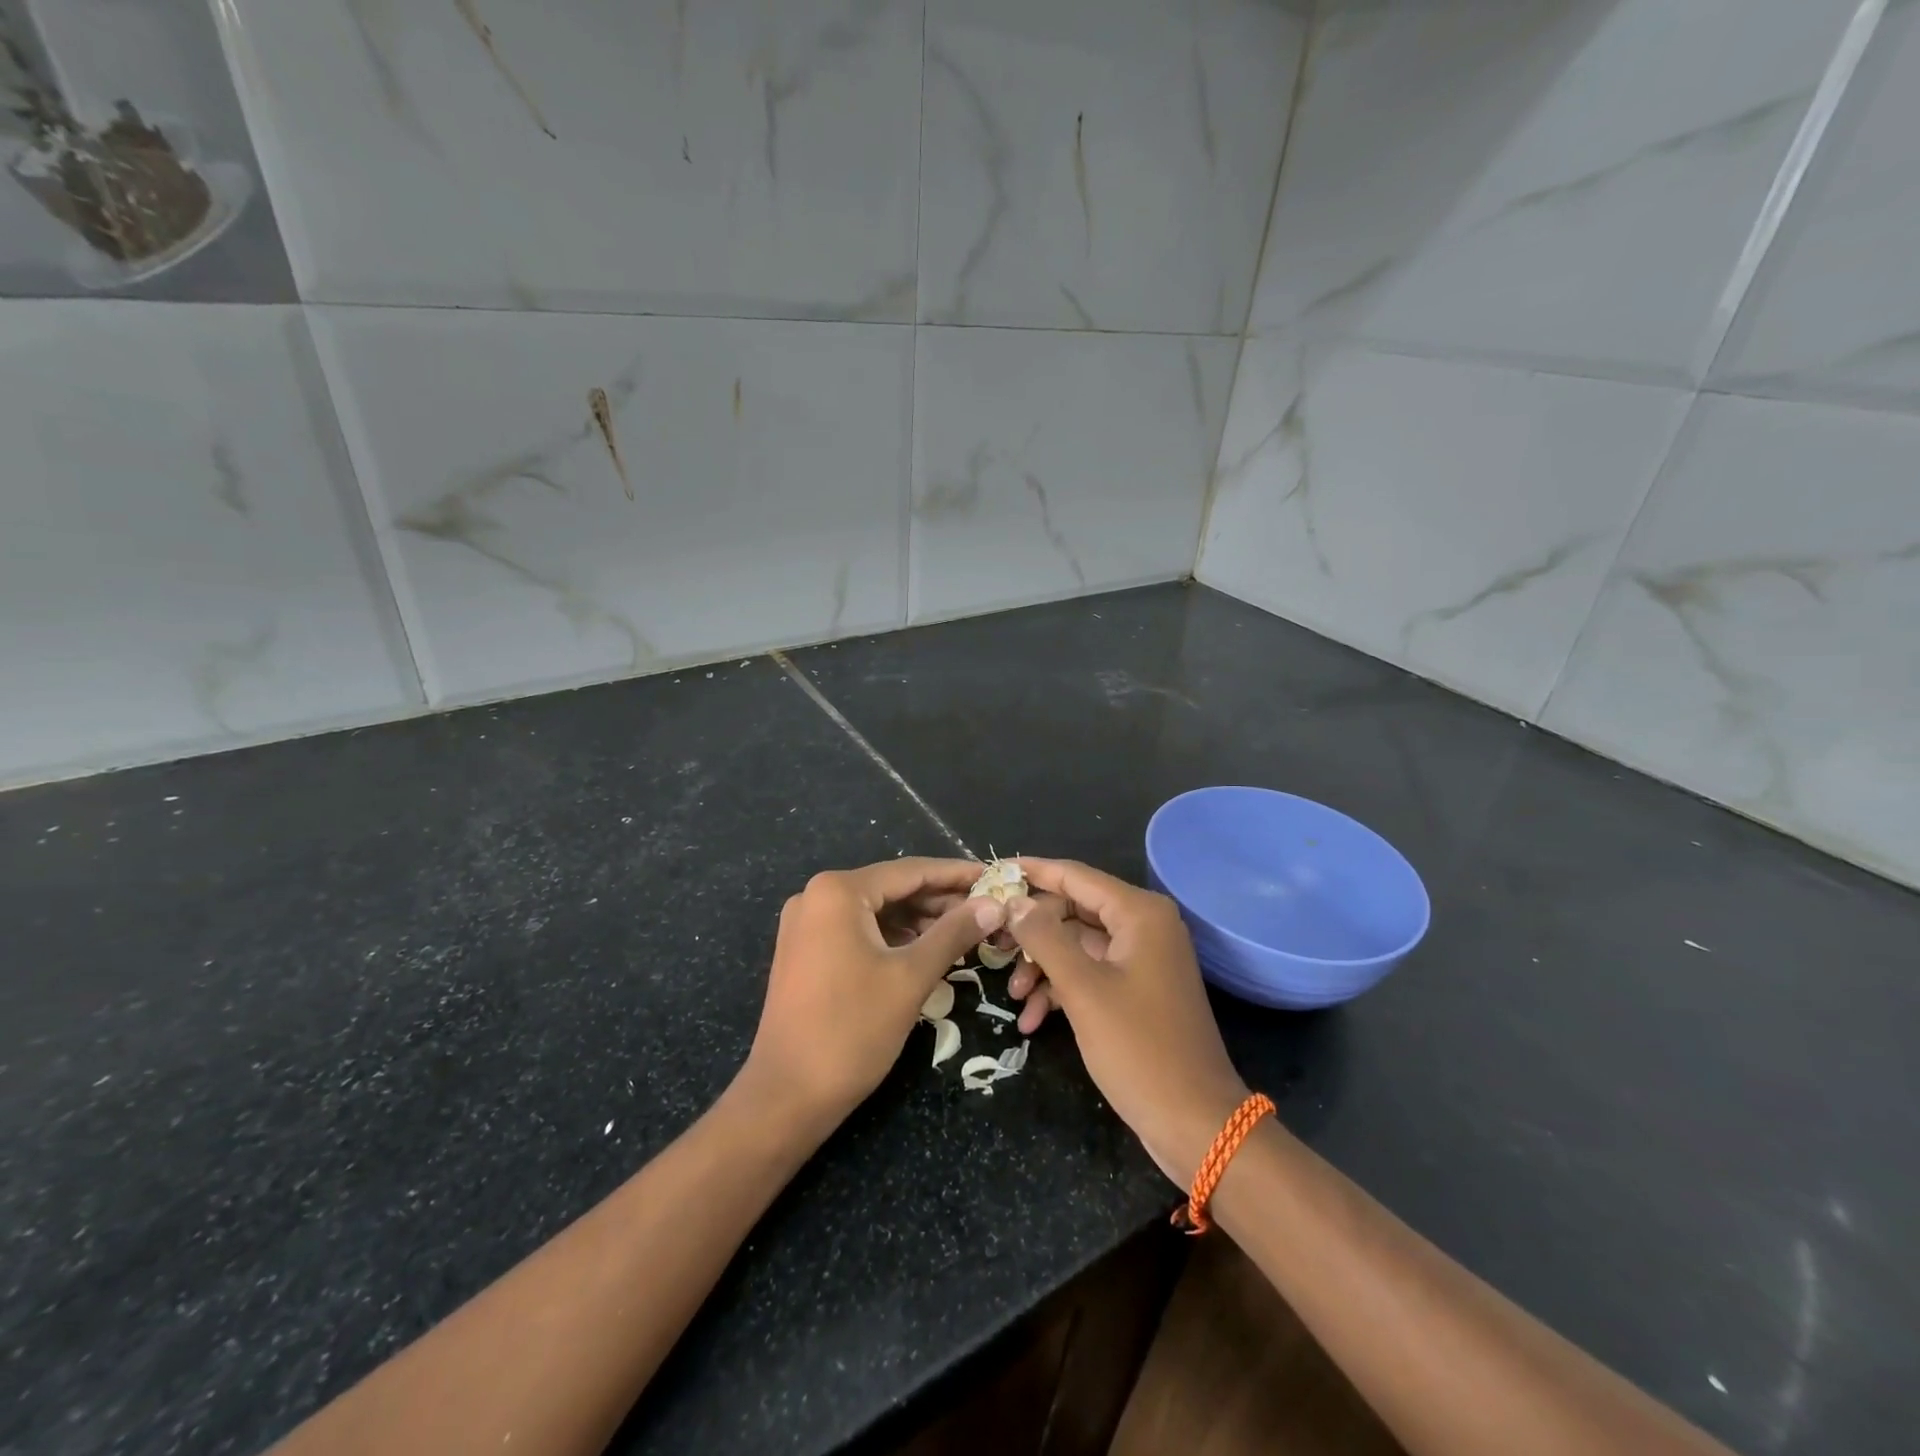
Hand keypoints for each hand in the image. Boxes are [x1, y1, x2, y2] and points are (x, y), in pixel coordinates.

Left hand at [742, 858, 1004, 1129]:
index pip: (910, 871)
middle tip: (987, 909)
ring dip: (919, 919)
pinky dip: (893, 936)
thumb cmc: (852, 1030)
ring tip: (965, 930)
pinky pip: (858, 929)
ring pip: (876, 910)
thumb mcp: (911, 977)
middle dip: (939, 899)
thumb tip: (994, 904)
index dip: (956, 874)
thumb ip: (954, 933)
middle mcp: (816, 896)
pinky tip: (926, 948)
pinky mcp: (805, 951)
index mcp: (838, 891)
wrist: (787, 1095)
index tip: (994, 877)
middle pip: (892, 888)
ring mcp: (806, 924)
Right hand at [1004, 859, 1248, 1186]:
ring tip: (1015, 998)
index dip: (1034, 872)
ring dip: (1043, 968)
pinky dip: (1062, 991)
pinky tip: (1033, 1021)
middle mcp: (1144, 926)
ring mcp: (1142, 960)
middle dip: (1034, 933)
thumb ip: (1045, 938)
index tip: (993, 870)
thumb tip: (1015, 901)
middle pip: (1073, 910)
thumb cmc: (1139, 1048)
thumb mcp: (1083, 989)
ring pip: (1078, 945)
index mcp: (1139, 914)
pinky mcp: (1137, 990)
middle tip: (995, 947)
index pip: (1076, 876)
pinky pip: (1091, 974)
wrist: (1194, 1122)